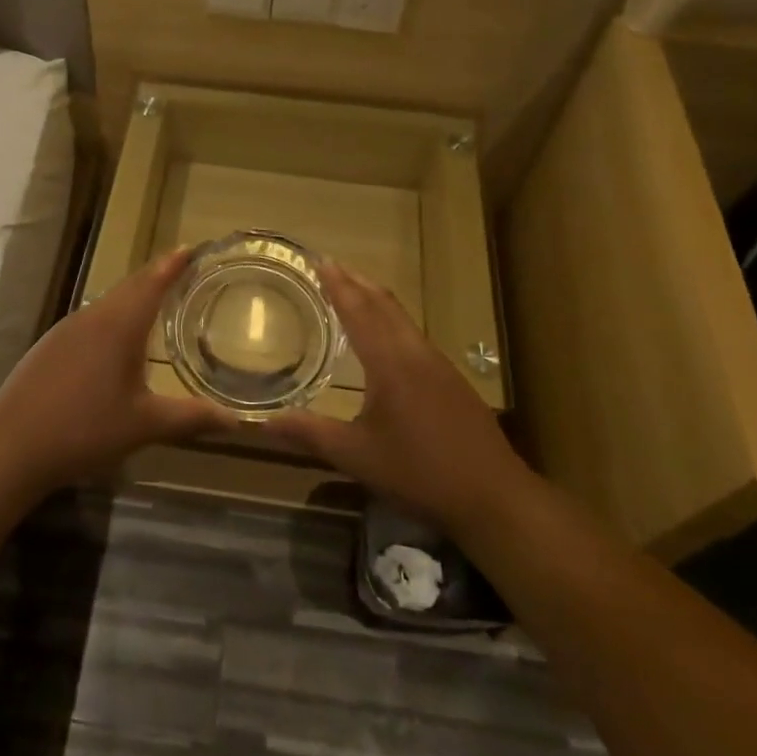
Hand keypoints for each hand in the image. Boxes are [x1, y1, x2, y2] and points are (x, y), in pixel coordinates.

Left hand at [0, 249, 237, 491]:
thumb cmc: (85, 430)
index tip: (191, 247)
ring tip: (155, 303)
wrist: (12, 447)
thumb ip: (191, 418)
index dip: (172, 264)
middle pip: (129, 287)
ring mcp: (65, 330)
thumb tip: (236, 421)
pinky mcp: (49, 346)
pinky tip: (115, 341)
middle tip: (181, 271)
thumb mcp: (144, 426)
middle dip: (156, 276)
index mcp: (119, 325)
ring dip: (132, 297)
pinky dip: (111, 317)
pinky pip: (89, 320)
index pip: (151, 282)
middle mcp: (92, 317)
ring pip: (107, 303)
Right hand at [263, 260, 525, 538]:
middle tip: (332, 266)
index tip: (321, 260)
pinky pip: (414, 335)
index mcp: (389, 362)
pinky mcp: (452, 380)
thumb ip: (310, 434)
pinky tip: (387, 338)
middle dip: (356, 282)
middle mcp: (415, 353)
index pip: (358, 311)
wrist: (494, 495)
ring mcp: (438, 365)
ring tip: (354, 292)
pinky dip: (392, 320)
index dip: (338, 284)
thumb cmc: (420, 472)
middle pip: (384, 304)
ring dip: (376, 299)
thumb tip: (262, 423)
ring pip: (402, 318)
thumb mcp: (357, 456)